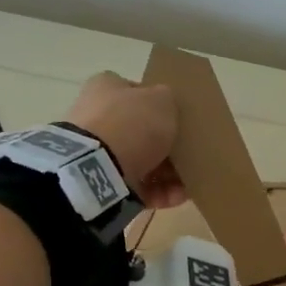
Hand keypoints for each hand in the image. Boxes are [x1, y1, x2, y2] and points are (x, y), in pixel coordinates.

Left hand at [65, 72, 186, 208]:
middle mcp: (99, 116)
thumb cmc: (132, 124)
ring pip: (142, 162)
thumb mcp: (163, 100)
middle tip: (189, 160)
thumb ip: (169, 100)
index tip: (182, 126)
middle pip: (142, 133)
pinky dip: (157, 193)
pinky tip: (175, 199)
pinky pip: (136, 187)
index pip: (138, 94)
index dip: (163, 110)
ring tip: (185, 186)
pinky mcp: (100, 180)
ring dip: (167, 175)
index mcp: (107, 87)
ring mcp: (97, 151)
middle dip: (168, 149)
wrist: (97, 166)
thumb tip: (167, 107)